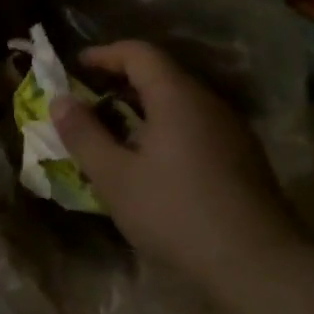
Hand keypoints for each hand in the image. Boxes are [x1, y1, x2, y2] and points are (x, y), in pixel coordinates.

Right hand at [53, 41, 311, 294]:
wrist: (254, 260)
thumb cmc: (174, 212)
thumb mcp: (114, 178)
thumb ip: (84, 135)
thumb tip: (59, 100)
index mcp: (177, 97)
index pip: (139, 53)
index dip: (104, 54)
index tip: (76, 67)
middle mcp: (208, 102)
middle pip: (162, 75)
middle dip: (121, 82)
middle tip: (88, 102)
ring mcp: (231, 129)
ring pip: (180, 103)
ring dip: (144, 108)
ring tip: (114, 133)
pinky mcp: (242, 156)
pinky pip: (196, 126)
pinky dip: (166, 128)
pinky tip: (153, 162)